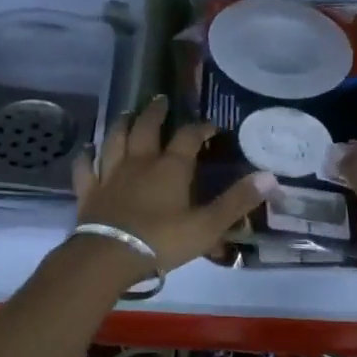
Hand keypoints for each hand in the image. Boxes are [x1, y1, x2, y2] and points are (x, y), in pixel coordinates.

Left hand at [71, 96, 277, 274]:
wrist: (109, 256)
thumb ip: (237, 201)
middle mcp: (139, 162)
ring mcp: (110, 174)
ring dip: (122, 124)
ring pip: (115, 140)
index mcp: (170, 168)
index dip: (200, 128)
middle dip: (155, 113)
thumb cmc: (162, 241)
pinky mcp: (89, 191)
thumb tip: (271, 177)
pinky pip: (85, 167)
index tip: (210, 126)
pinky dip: (86, 156)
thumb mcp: (208, 225)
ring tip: (128, 113)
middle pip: (146, 128)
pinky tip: (87, 150)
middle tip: (160, 100)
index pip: (188, 137)